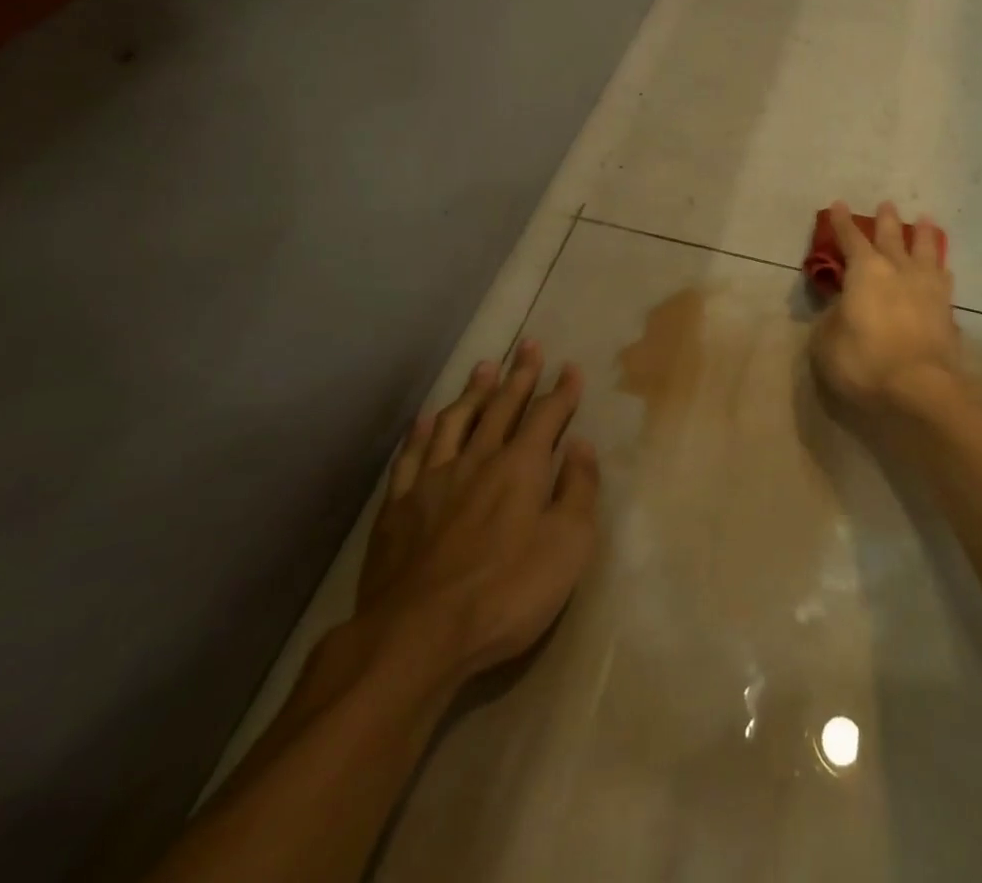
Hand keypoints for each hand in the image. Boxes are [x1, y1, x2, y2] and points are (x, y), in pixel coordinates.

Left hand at [354, 341, 600, 688]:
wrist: (419, 635)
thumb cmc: (507, 592)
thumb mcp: (568, 546)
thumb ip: (578, 490)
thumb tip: (582, 446)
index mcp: (521, 467)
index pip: (547, 416)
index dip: (561, 391)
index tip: (570, 368)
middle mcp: (478, 459)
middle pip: (502, 406)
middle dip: (520, 375)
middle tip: (528, 344)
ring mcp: (434, 480)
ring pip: (456, 420)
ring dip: (474, 391)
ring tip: (484, 366)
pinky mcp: (399, 506)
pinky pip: (413, 455)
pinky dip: (423, 432)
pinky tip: (427, 419)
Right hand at [810, 201, 961, 415]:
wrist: (920, 387)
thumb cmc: (864, 360)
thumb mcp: (826, 341)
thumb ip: (830, 318)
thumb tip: (840, 308)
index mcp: (865, 271)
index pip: (850, 239)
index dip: (842, 223)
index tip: (839, 205)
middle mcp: (898, 270)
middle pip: (892, 237)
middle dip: (887, 220)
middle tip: (887, 203)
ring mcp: (926, 288)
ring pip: (926, 251)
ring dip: (924, 234)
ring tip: (926, 220)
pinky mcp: (946, 310)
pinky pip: (943, 280)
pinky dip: (940, 269)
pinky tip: (942, 269)